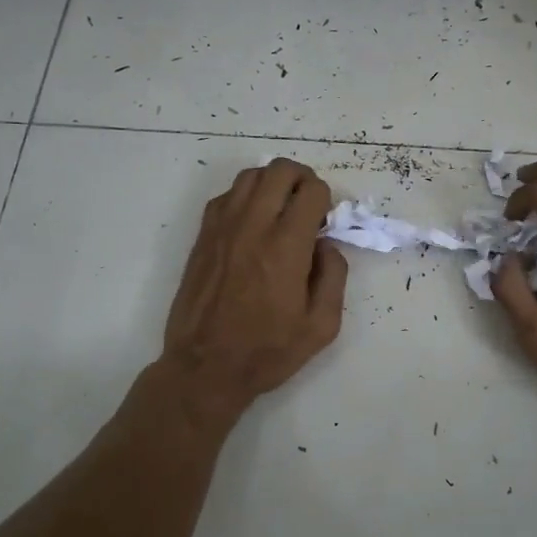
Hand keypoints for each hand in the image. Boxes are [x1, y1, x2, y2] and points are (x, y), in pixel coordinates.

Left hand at [159, 158, 347, 417]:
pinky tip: (252, 224)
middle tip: (306, 207)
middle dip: (301, 180)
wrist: (205, 367)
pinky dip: (245, 197)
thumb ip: (334, 276)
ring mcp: (222, 228)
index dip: (325, 199)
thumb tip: (326, 245)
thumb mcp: (322, 326)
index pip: (311, 190)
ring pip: (250, 176)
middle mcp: (253, 226)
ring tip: (279, 212)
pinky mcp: (203, 236)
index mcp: (286, 247)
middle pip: (279, 170)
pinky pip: (227, 195)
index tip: (323, 223)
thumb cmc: (267, 351)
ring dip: (272, 184)